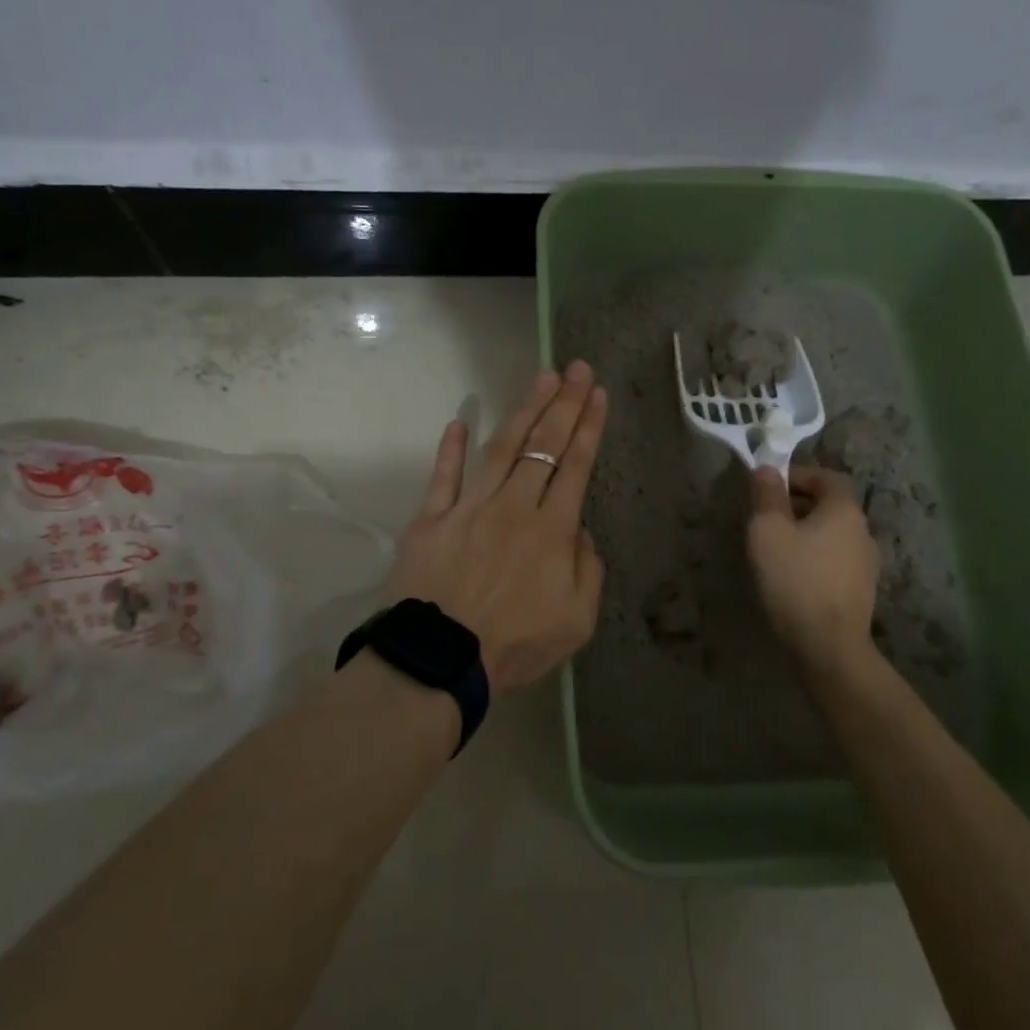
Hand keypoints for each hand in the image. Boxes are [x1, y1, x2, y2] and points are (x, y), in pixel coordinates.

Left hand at [383, 362, 608, 694]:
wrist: (441, 660)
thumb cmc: (514, 645)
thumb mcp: (576, 621)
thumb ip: (587, 569)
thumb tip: (579, 529)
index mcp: (551, 530)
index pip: (576, 466)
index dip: (589, 427)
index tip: (597, 394)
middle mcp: (514, 506)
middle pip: (544, 446)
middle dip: (565, 404)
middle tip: (578, 369)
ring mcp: (470, 507)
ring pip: (500, 447)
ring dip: (523, 409)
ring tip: (541, 378)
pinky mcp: (432, 517)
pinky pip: (443, 476)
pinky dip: (450, 448)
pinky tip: (458, 420)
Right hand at [747, 465, 881, 673]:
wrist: (828, 645)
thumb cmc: (795, 579)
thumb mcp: (768, 530)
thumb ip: (767, 495)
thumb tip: (767, 469)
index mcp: (844, 510)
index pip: (825, 476)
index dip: (796, 476)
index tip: (767, 488)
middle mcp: (863, 531)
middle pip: (829, 505)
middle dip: (796, 505)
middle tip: (765, 519)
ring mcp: (866, 564)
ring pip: (831, 535)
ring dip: (804, 534)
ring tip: (774, 550)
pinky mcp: (860, 591)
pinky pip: (834, 561)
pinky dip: (813, 558)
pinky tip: (792, 577)